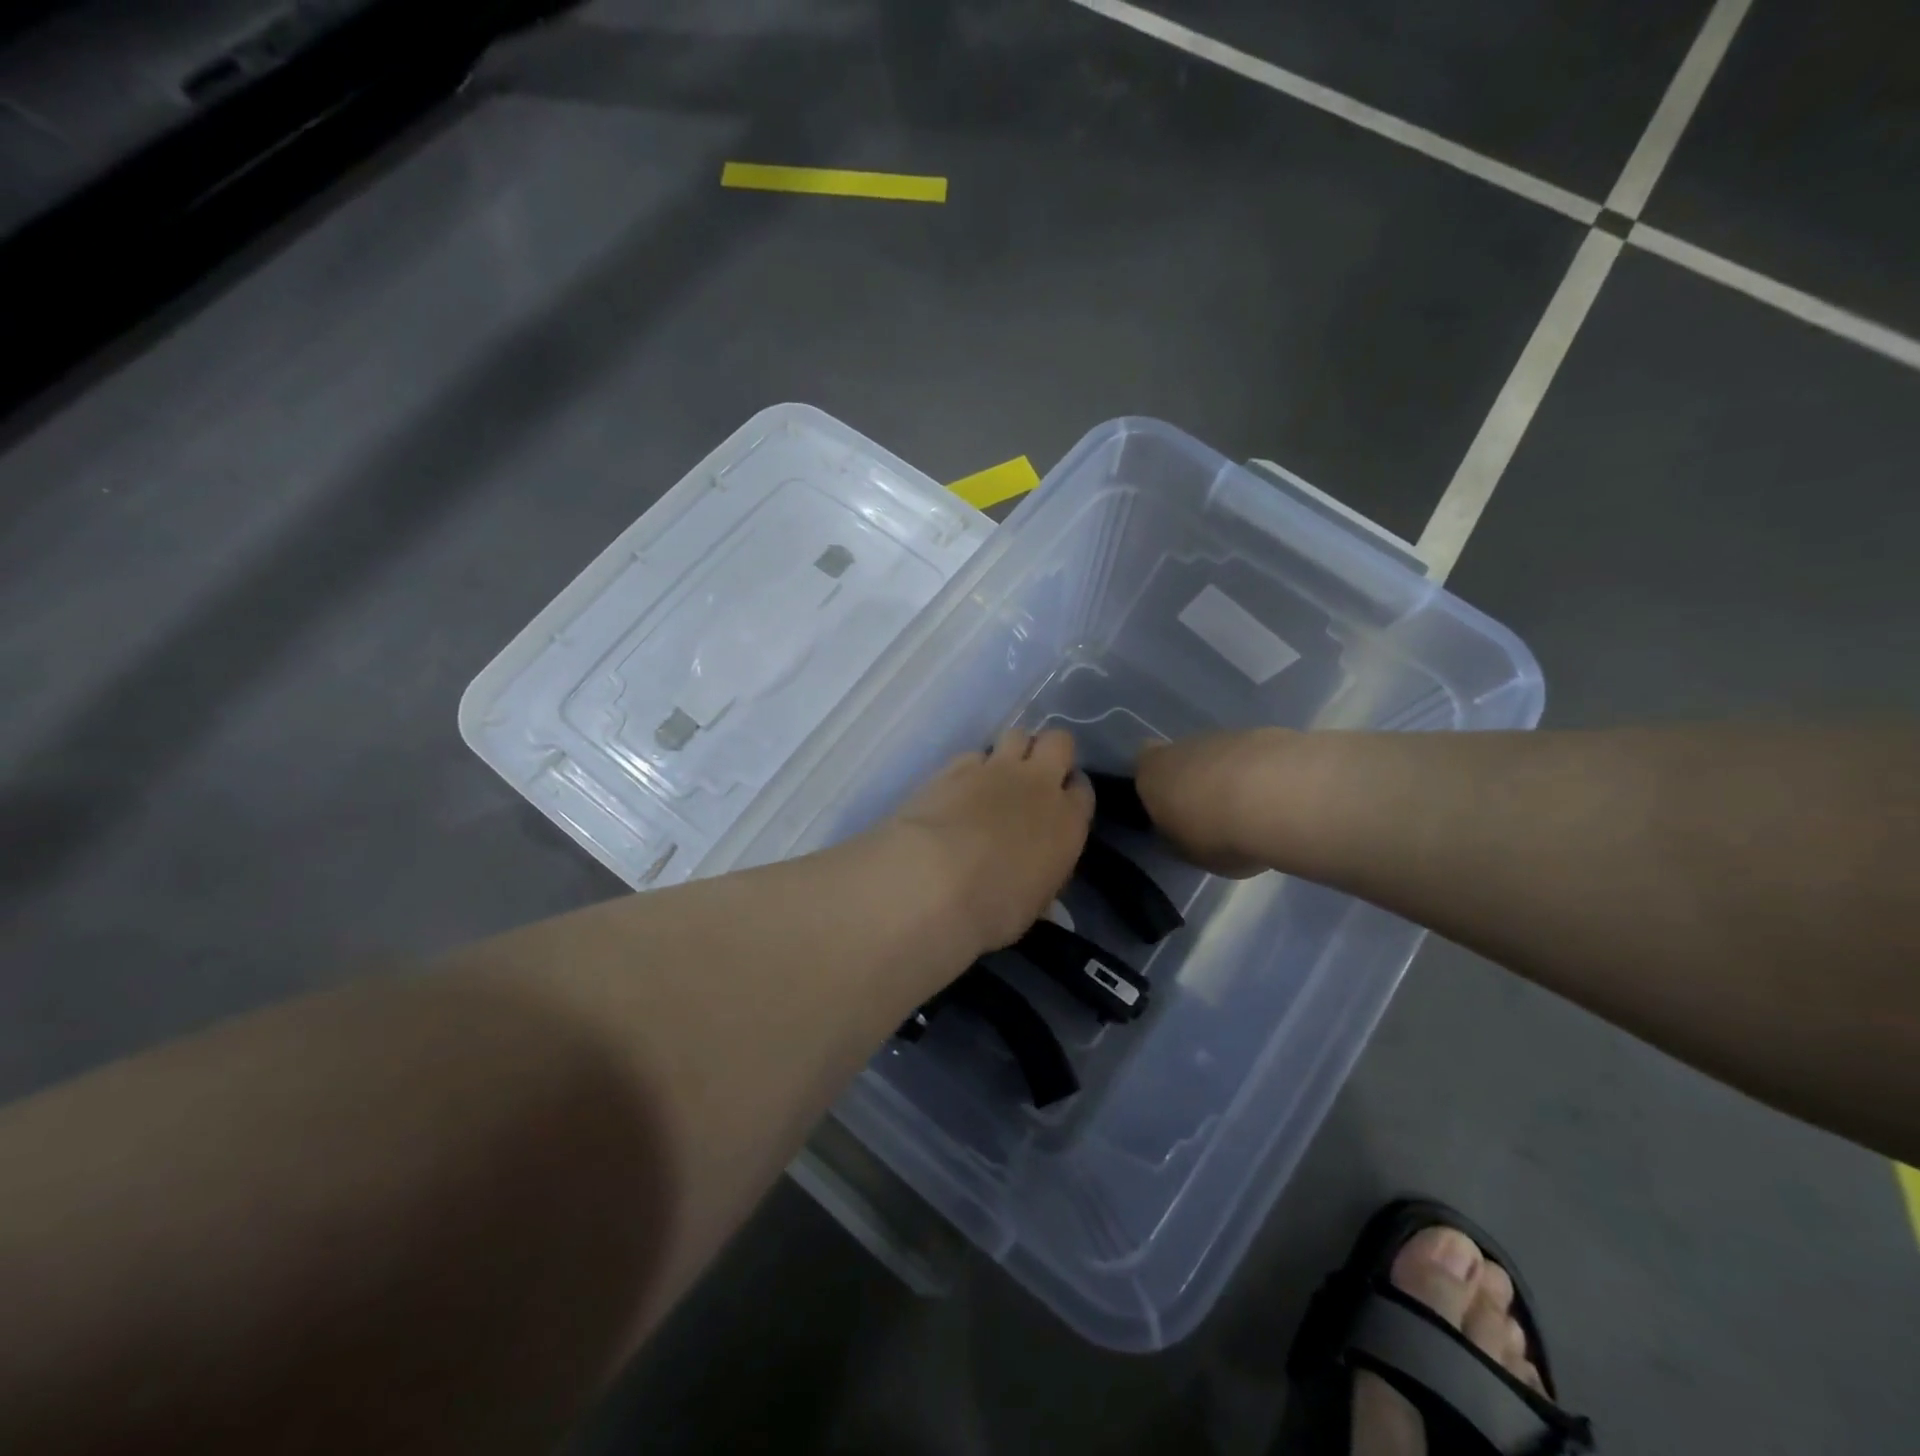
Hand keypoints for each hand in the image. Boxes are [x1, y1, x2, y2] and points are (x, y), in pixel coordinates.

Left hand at [885, 728, 1094, 955]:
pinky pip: (974, 754)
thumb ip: (1040, 875)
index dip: (1071, 791)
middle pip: (1058, 742)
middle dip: (1048, 752)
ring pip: (1017, 734)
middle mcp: (1039, 785)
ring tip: (995, 776)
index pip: (1083, 789)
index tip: (1059, 803)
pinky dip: (971, 767)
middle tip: (1032, 777)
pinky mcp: (956, 765)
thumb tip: (1033, 873)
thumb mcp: (1033, 904)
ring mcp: (996, 769)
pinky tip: (958, 787)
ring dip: (1011, 750)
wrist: (936, 881)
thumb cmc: (994, 908)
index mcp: (1068, 822)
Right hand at [1135, 730, 1292, 877]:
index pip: (1143, 764)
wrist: (1278, 800)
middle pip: (1184, 758)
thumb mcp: (1187, 852)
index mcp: (1153, 773)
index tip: (1171, 805)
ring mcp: (1226, 736)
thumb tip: (1182, 832)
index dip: (1156, 782)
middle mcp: (1183, 746)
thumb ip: (1179, 837)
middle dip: (1198, 780)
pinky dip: (1265, 774)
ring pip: (1222, 756)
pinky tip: (1282, 800)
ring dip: (1233, 777)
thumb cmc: (1217, 834)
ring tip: (1255, 812)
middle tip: (1216, 815)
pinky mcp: (1266, 733)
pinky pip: (1257, 757)